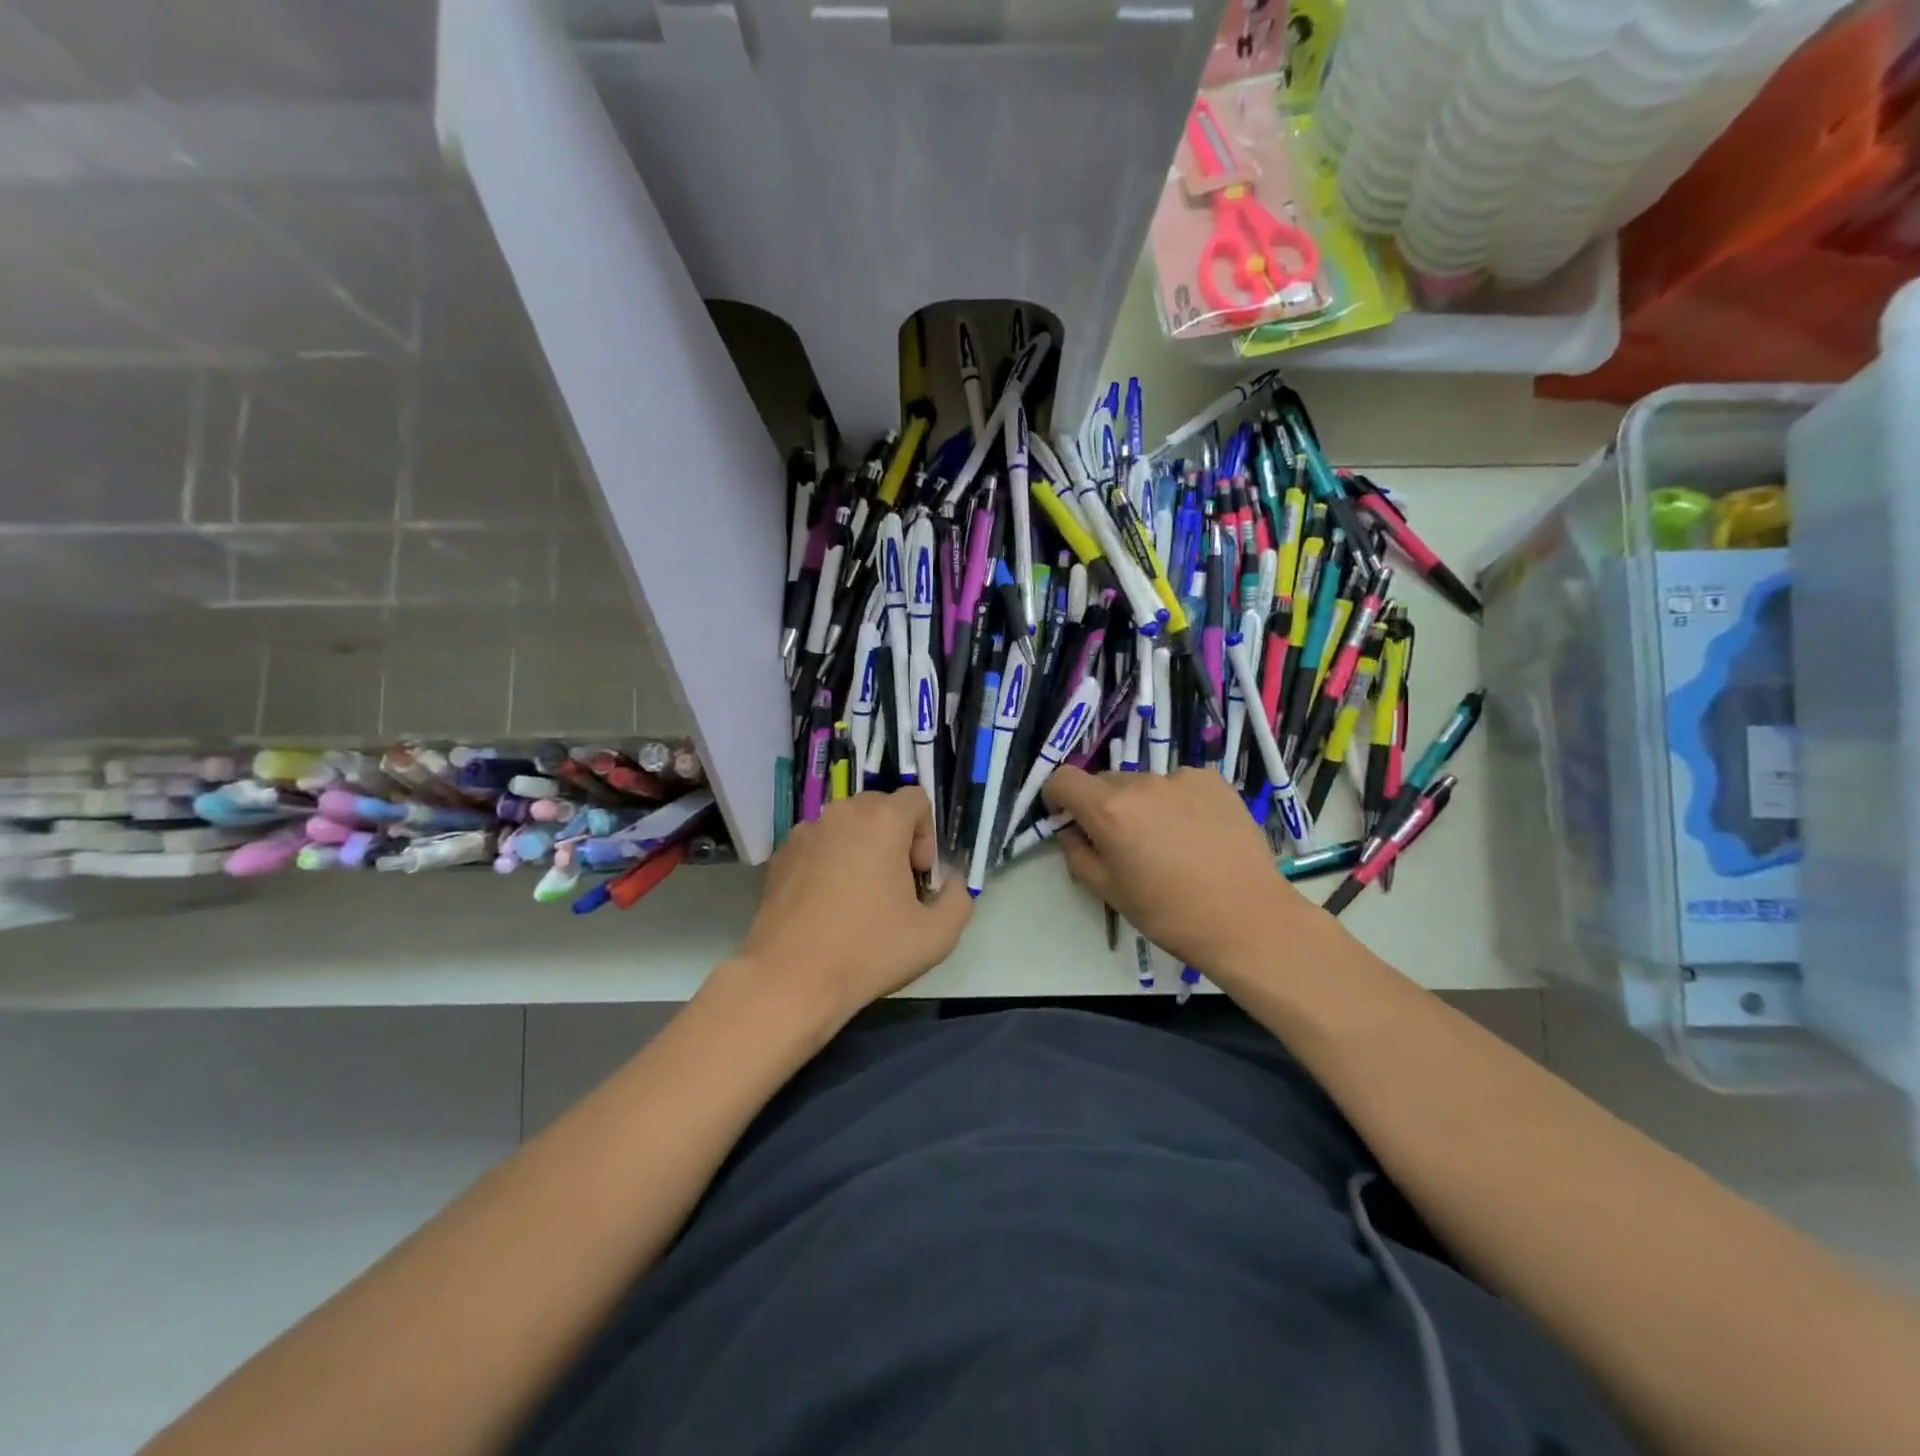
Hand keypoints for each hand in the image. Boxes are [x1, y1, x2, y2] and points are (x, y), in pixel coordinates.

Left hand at [736, 789, 971, 1019]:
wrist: (789, 980)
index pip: (917, 799)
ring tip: (859, 898)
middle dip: (895, 840)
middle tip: (894, 887)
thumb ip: (958, 897)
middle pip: (881, 809)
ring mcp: (804, 833)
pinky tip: (827, 906)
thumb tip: (950, 881)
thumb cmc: (868, 952)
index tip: (917, 876)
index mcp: (881, 820)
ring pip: (847, 827)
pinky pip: (818, 846)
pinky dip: (830, 863)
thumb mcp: (937, 935)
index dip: (926, 836)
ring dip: (861, 850)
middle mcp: (840, 814)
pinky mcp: (780, 856)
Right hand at [1042, 765, 1323, 979]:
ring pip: (1144, 785)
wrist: (1248, 919)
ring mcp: (1181, 777)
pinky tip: (1197, 834)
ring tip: (1169, 843)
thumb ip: (1077, 853)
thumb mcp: (1109, 891)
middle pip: (1105, 782)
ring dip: (1142, 805)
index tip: (1069, 820)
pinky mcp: (1213, 780)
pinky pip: (1179, 785)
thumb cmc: (1169, 913)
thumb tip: (1072, 831)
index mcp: (1109, 809)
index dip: (1057, 797)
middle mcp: (1142, 782)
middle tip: (1124, 844)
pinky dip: (1177, 802)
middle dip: (1103, 806)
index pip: (1063, 778)